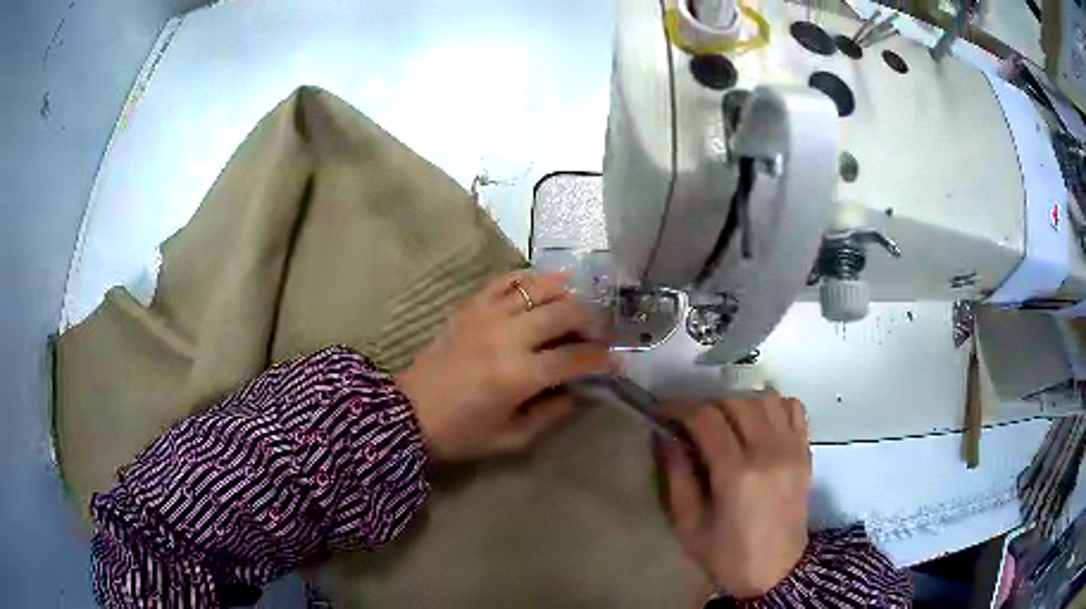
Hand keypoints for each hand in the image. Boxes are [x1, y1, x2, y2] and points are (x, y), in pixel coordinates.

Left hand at [397, 271, 615, 460]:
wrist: (407, 413)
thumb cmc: (460, 433)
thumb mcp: (511, 438)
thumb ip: (551, 414)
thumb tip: (579, 392)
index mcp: (518, 375)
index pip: (575, 358)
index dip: (603, 359)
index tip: (618, 361)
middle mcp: (507, 336)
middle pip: (564, 312)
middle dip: (591, 321)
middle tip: (597, 335)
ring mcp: (487, 316)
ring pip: (539, 287)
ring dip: (566, 292)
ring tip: (575, 306)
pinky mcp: (469, 307)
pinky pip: (504, 281)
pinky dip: (527, 279)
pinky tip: (541, 287)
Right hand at [658, 396, 811, 598]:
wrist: (776, 571)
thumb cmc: (727, 555)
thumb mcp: (688, 525)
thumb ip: (676, 477)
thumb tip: (666, 436)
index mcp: (736, 474)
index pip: (707, 419)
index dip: (680, 408)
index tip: (663, 412)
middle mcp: (768, 453)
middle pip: (736, 401)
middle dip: (707, 404)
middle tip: (691, 421)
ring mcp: (792, 449)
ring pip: (765, 398)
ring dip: (739, 401)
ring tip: (725, 420)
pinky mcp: (806, 451)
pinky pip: (793, 408)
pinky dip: (773, 404)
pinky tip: (758, 420)